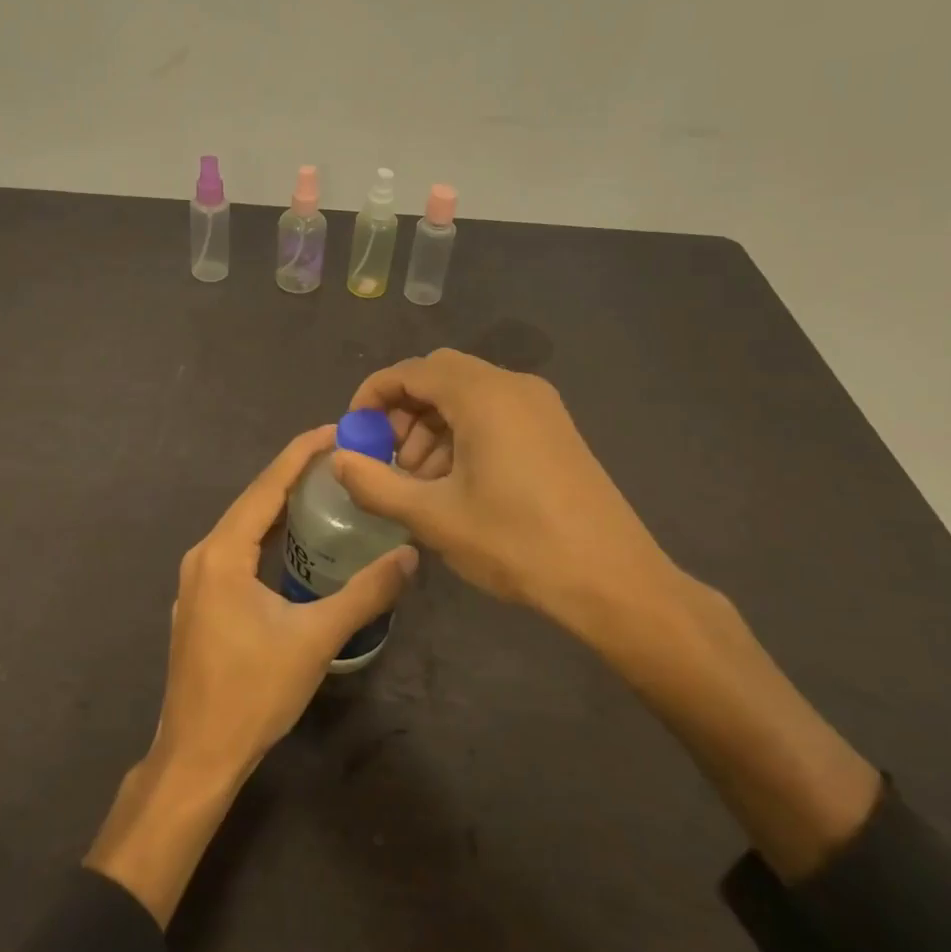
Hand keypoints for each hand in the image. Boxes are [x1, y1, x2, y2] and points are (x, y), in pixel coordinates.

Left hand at [153, 425, 417, 785]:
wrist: (198, 756)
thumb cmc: (253, 693)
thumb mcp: (315, 639)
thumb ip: (364, 594)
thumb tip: (409, 557)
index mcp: (222, 553)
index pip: (267, 487)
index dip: (301, 454)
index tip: (335, 429)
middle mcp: (204, 555)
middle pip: (254, 500)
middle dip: (294, 474)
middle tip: (341, 456)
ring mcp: (198, 580)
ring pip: (244, 526)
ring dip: (281, 504)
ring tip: (325, 487)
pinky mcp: (202, 601)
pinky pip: (238, 549)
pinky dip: (268, 533)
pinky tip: (295, 540)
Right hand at [331, 349, 683, 644]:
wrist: (613, 580)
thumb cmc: (517, 543)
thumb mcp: (434, 517)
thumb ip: (376, 483)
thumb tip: (337, 458)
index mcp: (482, 396)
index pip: (411, 371)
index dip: (373, 396)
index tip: (354, 432)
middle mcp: (513, 386)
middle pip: (439, 376)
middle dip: (403, 410)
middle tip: (387, 457)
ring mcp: (540, 406)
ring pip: (467, 394)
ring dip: (432, 424)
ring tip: (420, 479)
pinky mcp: (555, 428)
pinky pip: (495, 411)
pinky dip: (463, 432)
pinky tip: (457, 481)